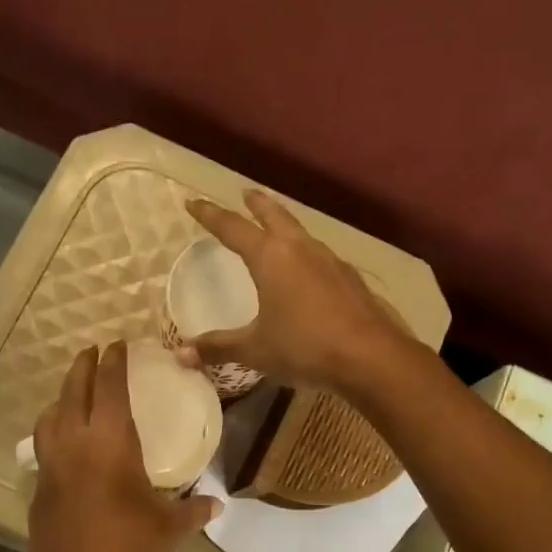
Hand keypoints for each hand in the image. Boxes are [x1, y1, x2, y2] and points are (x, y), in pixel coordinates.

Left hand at [26, 343, 218, 551]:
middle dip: (83, 366)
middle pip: (74, 391)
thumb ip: (193, 511)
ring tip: (73, 394)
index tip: (117, 343)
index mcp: (111, 442)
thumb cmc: (127, 549)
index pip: (110, 388)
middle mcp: (76, 443)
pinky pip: (44, 446)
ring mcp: (52, 465)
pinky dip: (53, 431)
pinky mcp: (39, 488)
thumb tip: (217, 504)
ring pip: (50, 416)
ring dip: (62, 397)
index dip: (114, 362)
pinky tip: (63, 444)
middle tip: (92, 351)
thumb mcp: (169, 529)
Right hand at [183, 191, 408, 391]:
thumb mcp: (255, 349)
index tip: (192, 203)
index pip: (232, 228)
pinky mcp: (350, 279)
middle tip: (245, 194)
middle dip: (256, 204)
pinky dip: (306, 253)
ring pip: (301, 232)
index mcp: (271, 258)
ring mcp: (330, 261)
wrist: (370, 357)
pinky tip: (309, 270)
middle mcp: (300, 249)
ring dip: (284, 225)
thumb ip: (218, 348)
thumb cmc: (304, 346)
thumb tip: (181, 355)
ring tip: (276, 229)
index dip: (210, 215)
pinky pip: (320, 255)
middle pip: (274, 215)